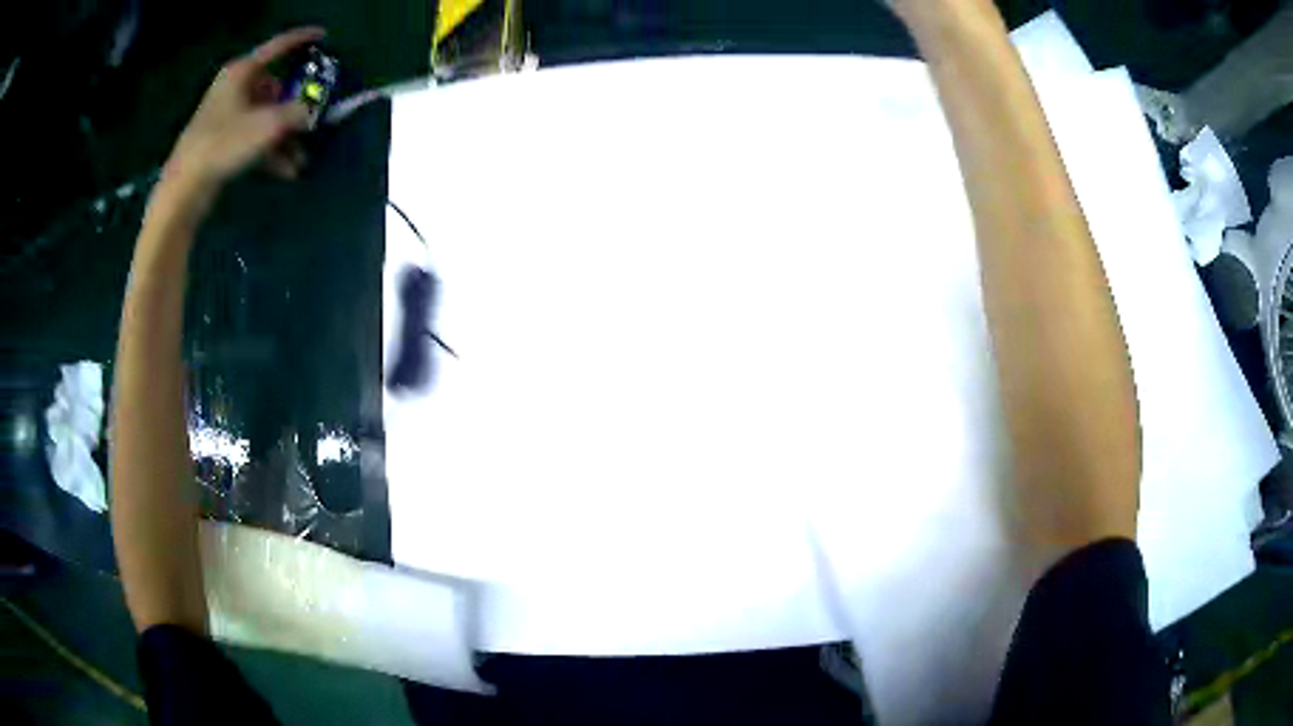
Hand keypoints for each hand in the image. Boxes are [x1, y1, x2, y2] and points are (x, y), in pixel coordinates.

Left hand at [161, 27, 324, 204]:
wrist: (185, 188)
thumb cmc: (224, 144)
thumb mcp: (269, 125)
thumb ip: (297, 112)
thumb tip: (311, 112)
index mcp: (242, 72)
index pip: (278, 47)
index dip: (301, 40)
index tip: (323, 36)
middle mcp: (234, 89)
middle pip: (274, 89)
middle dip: (295, 109)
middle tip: (311, 122)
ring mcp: (226, 116)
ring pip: (265, 118)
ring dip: (285, 138)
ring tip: (300, 161)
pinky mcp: (221, 142)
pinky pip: (254, 139)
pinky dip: (270, 152)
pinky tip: (285, 171)